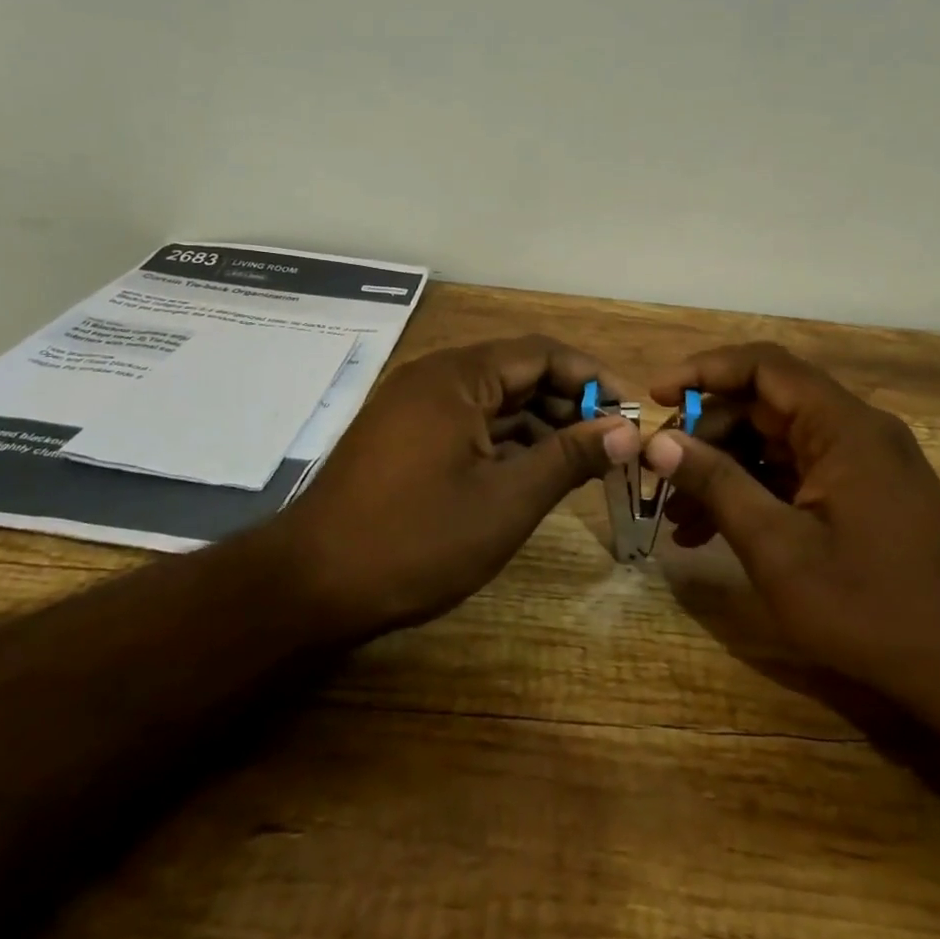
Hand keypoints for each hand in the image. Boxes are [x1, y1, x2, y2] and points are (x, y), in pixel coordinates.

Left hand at [279, 335, 639, 641]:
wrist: (310, 585)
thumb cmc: (416, 538)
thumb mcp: (506, 500)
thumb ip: (569, 457)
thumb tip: (626, 431)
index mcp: (458, 376)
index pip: (542, 353)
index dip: (593, 376)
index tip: (629, 411)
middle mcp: (435, 378)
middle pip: (519, 374)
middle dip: (570, 404)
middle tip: (612, 444)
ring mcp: (416, 407)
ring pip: (495, 402)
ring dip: (540, 426)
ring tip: (584, 462)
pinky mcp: (405, 437)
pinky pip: (470, 424)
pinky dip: (506, 442)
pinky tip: (535, 472)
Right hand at [644, 343, 939, 729]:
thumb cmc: (868, 606)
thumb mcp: (777, 547)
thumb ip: (717, 484)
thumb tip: (660, 442)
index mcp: (842, 427)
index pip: (764, 366)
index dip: (704, 370)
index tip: (657, 395)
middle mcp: (854, 429)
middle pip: (764, 405)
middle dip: (706, 434)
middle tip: (662, 473)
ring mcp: (860, 461)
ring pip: (773, 441)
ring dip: (724, 469)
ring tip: (678, 516)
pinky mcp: (860, 491)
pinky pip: (794, 472)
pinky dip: (753, 491)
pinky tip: (713, 531)